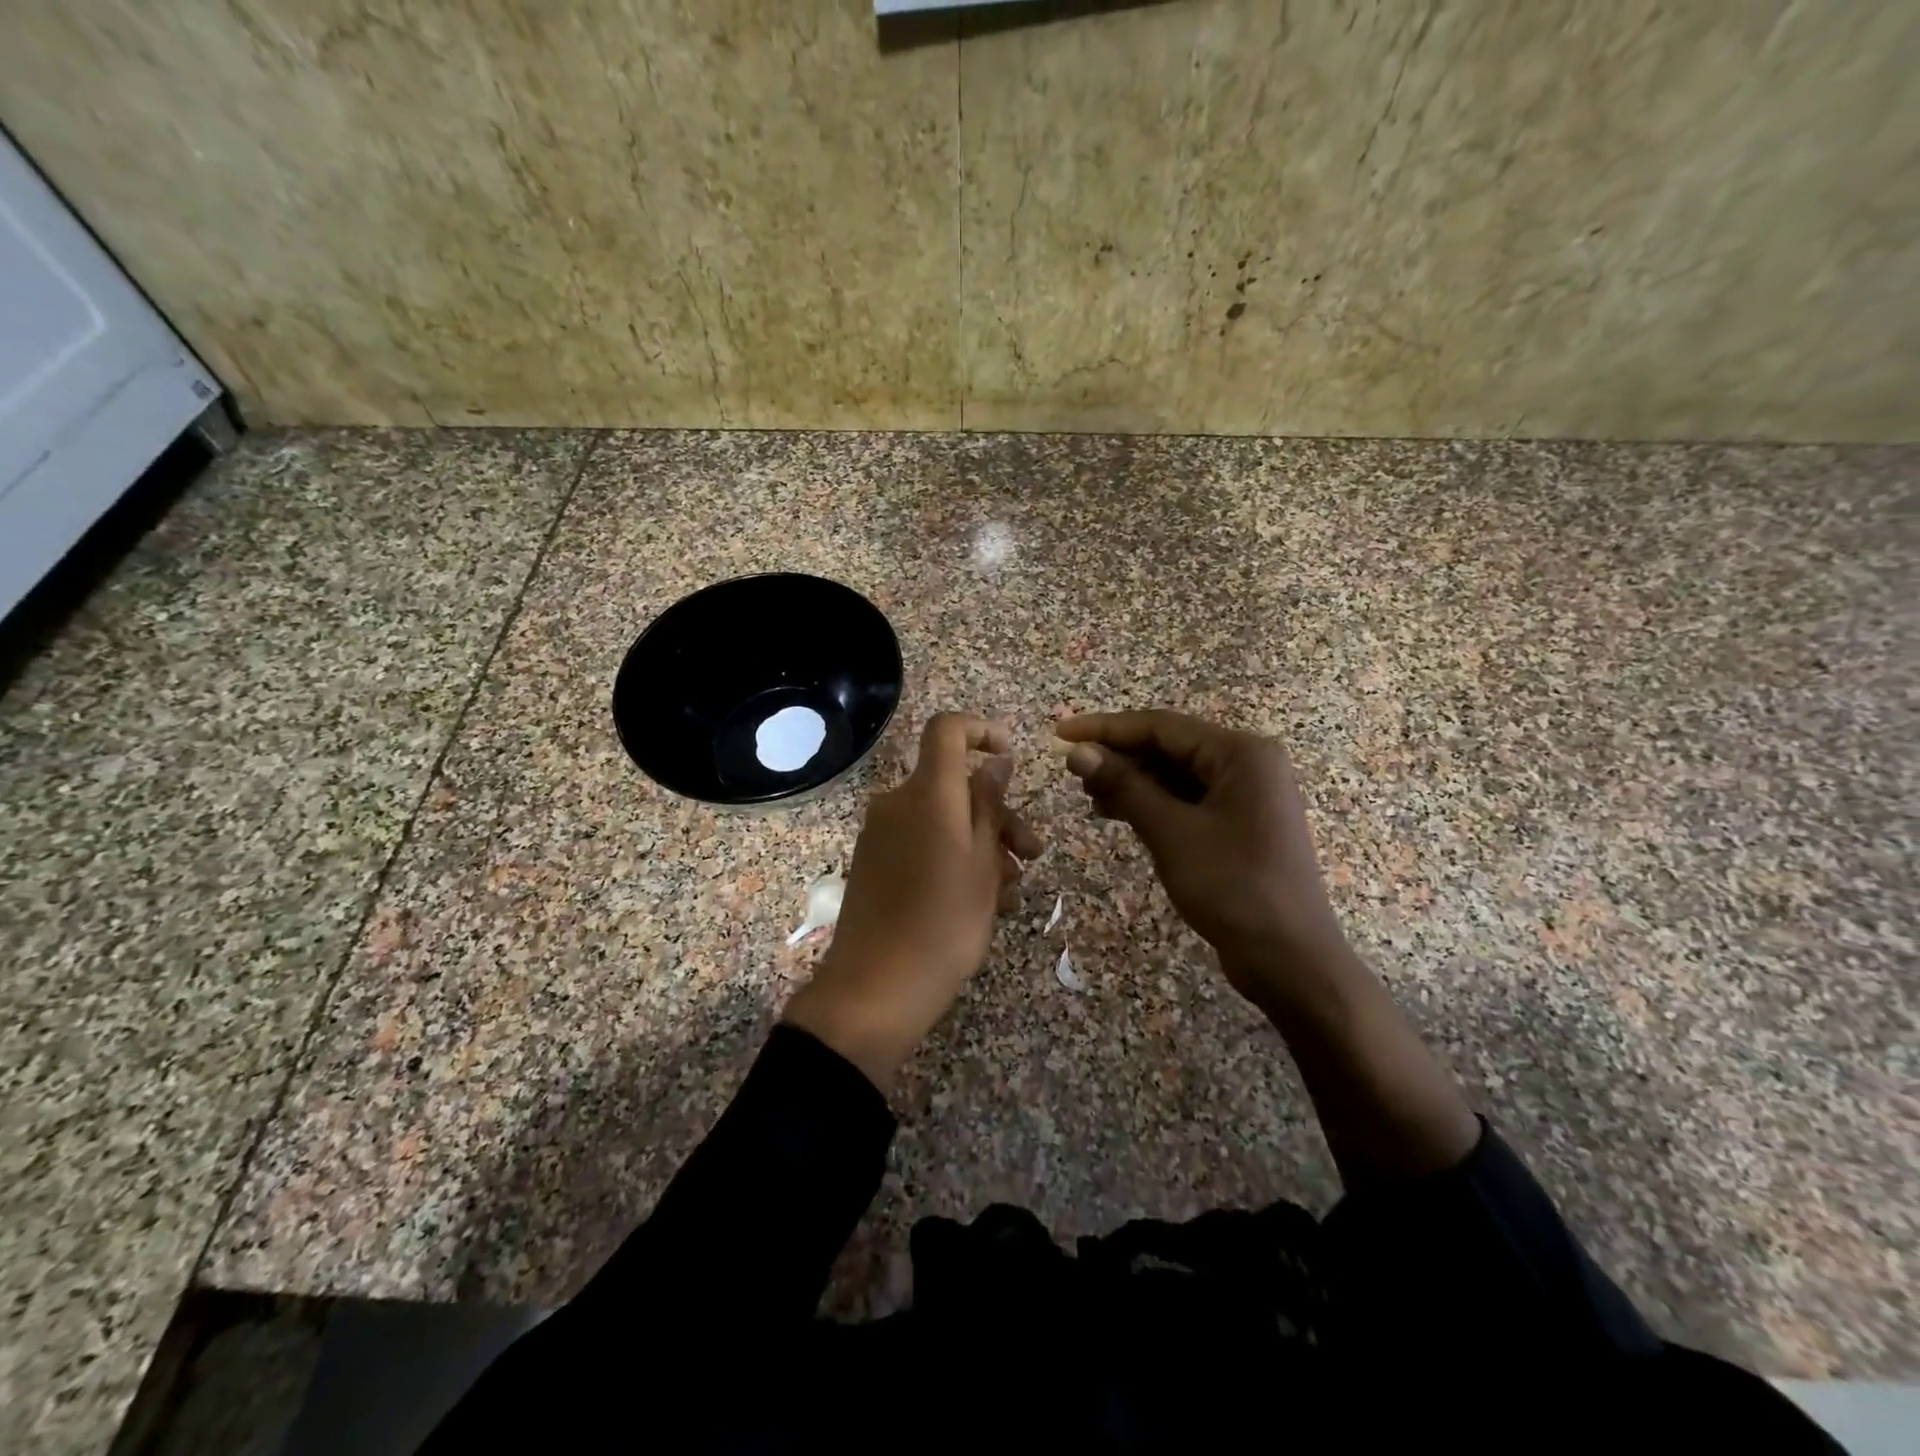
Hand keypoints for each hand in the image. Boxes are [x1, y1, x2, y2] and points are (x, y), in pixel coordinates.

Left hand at [783, 713, 1040, 1090]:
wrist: (875, 988)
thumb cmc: (944, 923)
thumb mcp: (983, 863)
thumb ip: (989, 804)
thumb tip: (994, 760)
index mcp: (927, 793)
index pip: (946, 730)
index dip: (981, 730)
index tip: (1009, 755)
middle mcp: (897, 802)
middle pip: (954, 784)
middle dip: (998, 813)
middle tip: (1033, 854)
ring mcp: (881, 834)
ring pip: (943, 820)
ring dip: (982, 844)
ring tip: (1010, 892)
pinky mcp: (874, 862)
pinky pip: (922, 843)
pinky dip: (953, 859)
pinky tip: (980, 902)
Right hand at [1056, 710, 1350, 1009]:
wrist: (1290, 960)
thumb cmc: (1234, 888)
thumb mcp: (1172, 833)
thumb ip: (1124, 786)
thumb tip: (1077, 752)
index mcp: (1241, 753)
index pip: (1161, 726)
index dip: (1106, 729)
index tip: (1061, 734)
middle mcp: (1247, 763)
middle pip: (1169, 746)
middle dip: (1119, 757)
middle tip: (1071, 772)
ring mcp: (1246, 794)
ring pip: (1176, 773)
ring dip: (1132, 781)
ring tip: (1088, 795)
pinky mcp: (1239, 823)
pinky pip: (1187, 798)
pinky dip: (1152, 803)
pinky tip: (1117, 813)